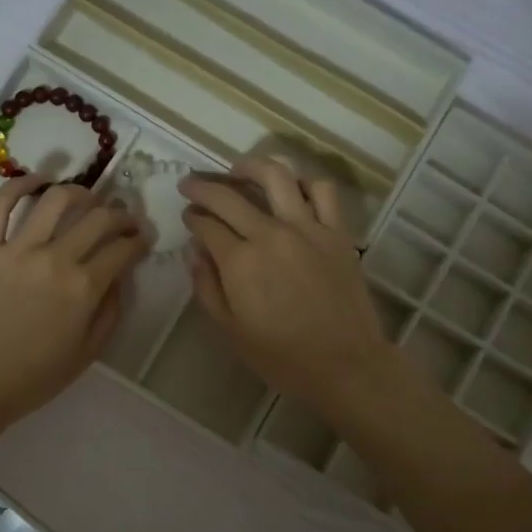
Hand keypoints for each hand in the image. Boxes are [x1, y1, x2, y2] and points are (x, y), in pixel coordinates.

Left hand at [0, 176, 150, 432]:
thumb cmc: (34, 377)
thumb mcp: (88, 353)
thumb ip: (111, 311)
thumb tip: (120, 276)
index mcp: (84, 288)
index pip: (123, 248)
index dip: (140, 240)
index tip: (143, 238)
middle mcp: (55, 259)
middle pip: (98, 218)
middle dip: (120, 214)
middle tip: (123, 219)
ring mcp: (17, 248)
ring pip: (56, 199)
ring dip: (80, 192)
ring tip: (87, 198)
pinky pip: (0, 203)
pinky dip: (21, 184)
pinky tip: (38, 181)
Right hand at [181, 156, 398, 419]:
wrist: (345, 365)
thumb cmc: (281, 356)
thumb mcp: (230, 330)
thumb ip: (206, 286)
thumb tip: (194, 250)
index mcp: (240, 261)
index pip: (206, 224)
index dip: (192, 217)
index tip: (187, 216)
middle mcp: (271, 234)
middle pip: (230, 195)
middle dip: (203, 186)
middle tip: (192, 184)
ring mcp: (308, 228)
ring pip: (277, 176)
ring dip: (251, 166)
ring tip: (238, 169)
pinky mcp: (337, 232)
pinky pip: (323, 191)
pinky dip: (305, 182)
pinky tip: (292, 188)